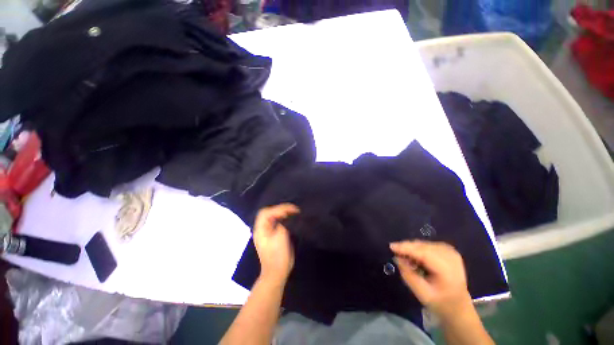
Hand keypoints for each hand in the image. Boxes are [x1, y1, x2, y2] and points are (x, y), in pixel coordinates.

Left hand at [253, 204, 299, 284]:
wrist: (277, 273)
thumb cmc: (277, 256)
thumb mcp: (280, 238)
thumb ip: (283, 223)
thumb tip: (288, 215)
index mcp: (260, 229)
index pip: (266, 212)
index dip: (278, 208)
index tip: (291, 210)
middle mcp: (262, 229)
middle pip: (269, 213)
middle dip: (281, 209)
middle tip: (293, 209)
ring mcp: (267, 232)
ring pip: (273, 217)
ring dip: (283, 213)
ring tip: (294, 212)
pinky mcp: (273, 235)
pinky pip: (277, 222)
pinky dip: (284, 218)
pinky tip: (291, 218)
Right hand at [390, 240, 472, 318]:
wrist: (459, 306)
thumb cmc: (440, 302)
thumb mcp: (422, 293)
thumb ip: (408, 275)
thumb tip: (397, 258)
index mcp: (448, 270)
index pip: (424, 253)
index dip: (406, 248)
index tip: (391, 247)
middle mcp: (451, 256)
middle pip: (423, 246)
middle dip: (408, 248)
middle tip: (396, 254)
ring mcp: (451, 251)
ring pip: (424, 244)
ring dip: (412, 249)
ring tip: (407, 259)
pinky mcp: (448, 250)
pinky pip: (427, 245)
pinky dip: (418, 249)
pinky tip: (416, 257)